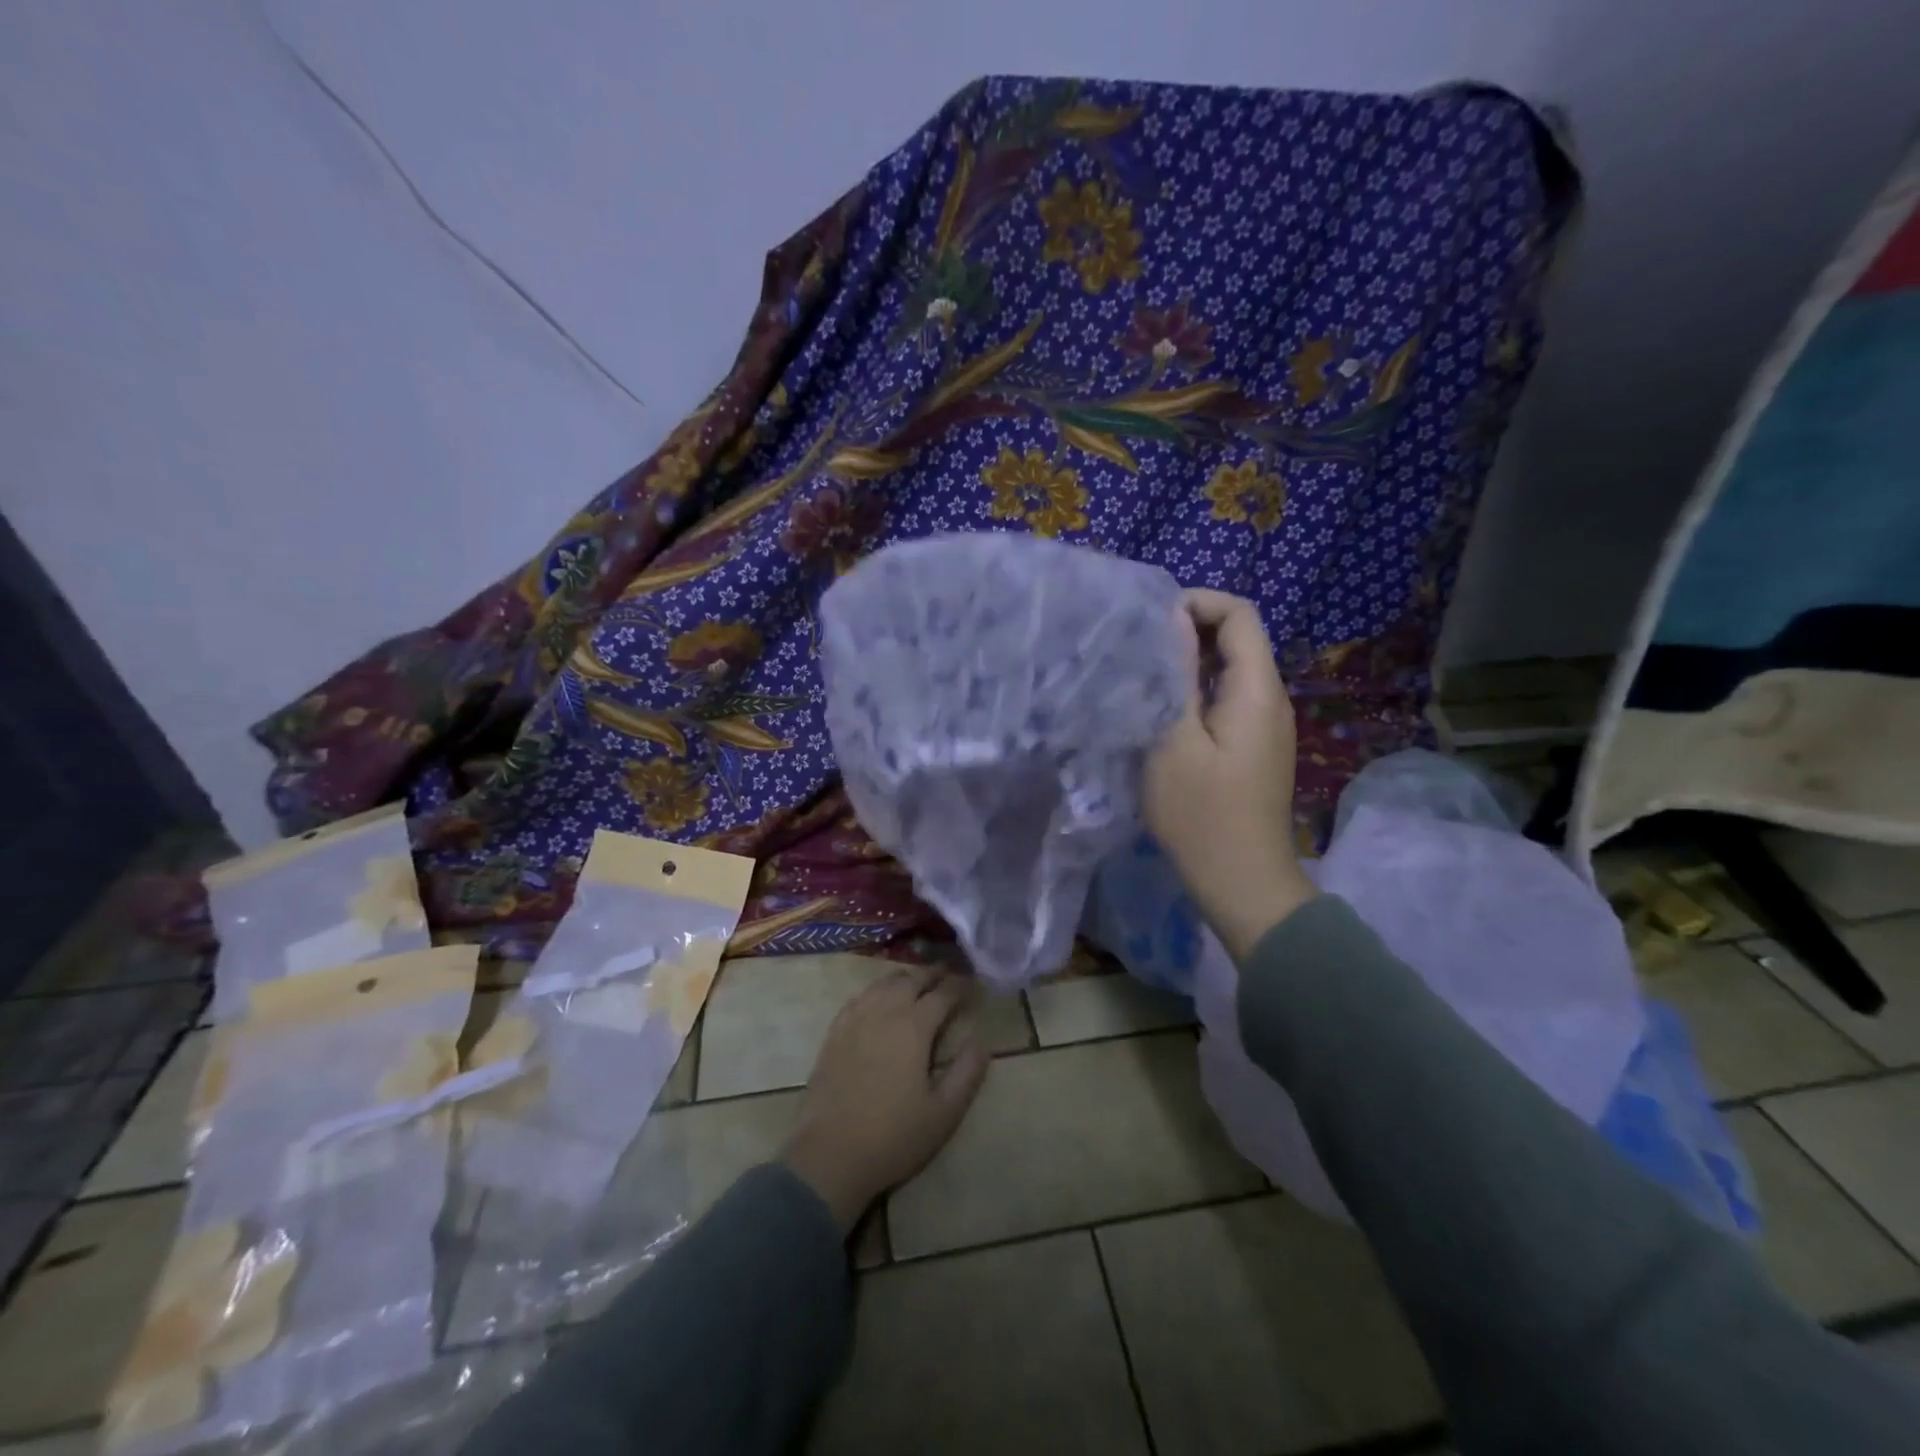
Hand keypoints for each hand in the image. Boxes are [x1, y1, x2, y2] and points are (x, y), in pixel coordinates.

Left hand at [781, 966, 990, 1233]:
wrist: (830, 1155)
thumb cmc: (894, 1136)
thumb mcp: (944, 1112)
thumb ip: (967, 1071)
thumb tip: (981, 1039)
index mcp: (914, 1027)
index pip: (942, 994)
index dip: (960, 986)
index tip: (973, 983)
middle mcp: (884, 1012)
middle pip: (911, 980)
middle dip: (933, 974)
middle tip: (948, 974)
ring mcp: (855, 1019)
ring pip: (883, 984)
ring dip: (905, 978)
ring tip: (917, 982)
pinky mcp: (834, 1033)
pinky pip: (859, 997)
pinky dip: (876, 990)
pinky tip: (879, 998)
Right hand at [1144, 589, 1316, 960]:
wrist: (1243, 882)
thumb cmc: (1201, 814)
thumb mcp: (1174, 741)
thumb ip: (1177, 676)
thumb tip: (1174, 622)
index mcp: (1256, 690)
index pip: (1240, 614)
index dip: (1198, 602)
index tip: (1151, 622)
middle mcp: (1271, 698)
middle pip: (1239, 638)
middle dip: (1189, 630)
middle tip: (1138, 648)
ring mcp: (1267, 725)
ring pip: (1232, 670)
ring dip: (1191, 663)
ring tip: (1144, 676)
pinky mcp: (1256, 747)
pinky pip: (1229, 699)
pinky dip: (1198, 691)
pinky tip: (1165, 712)